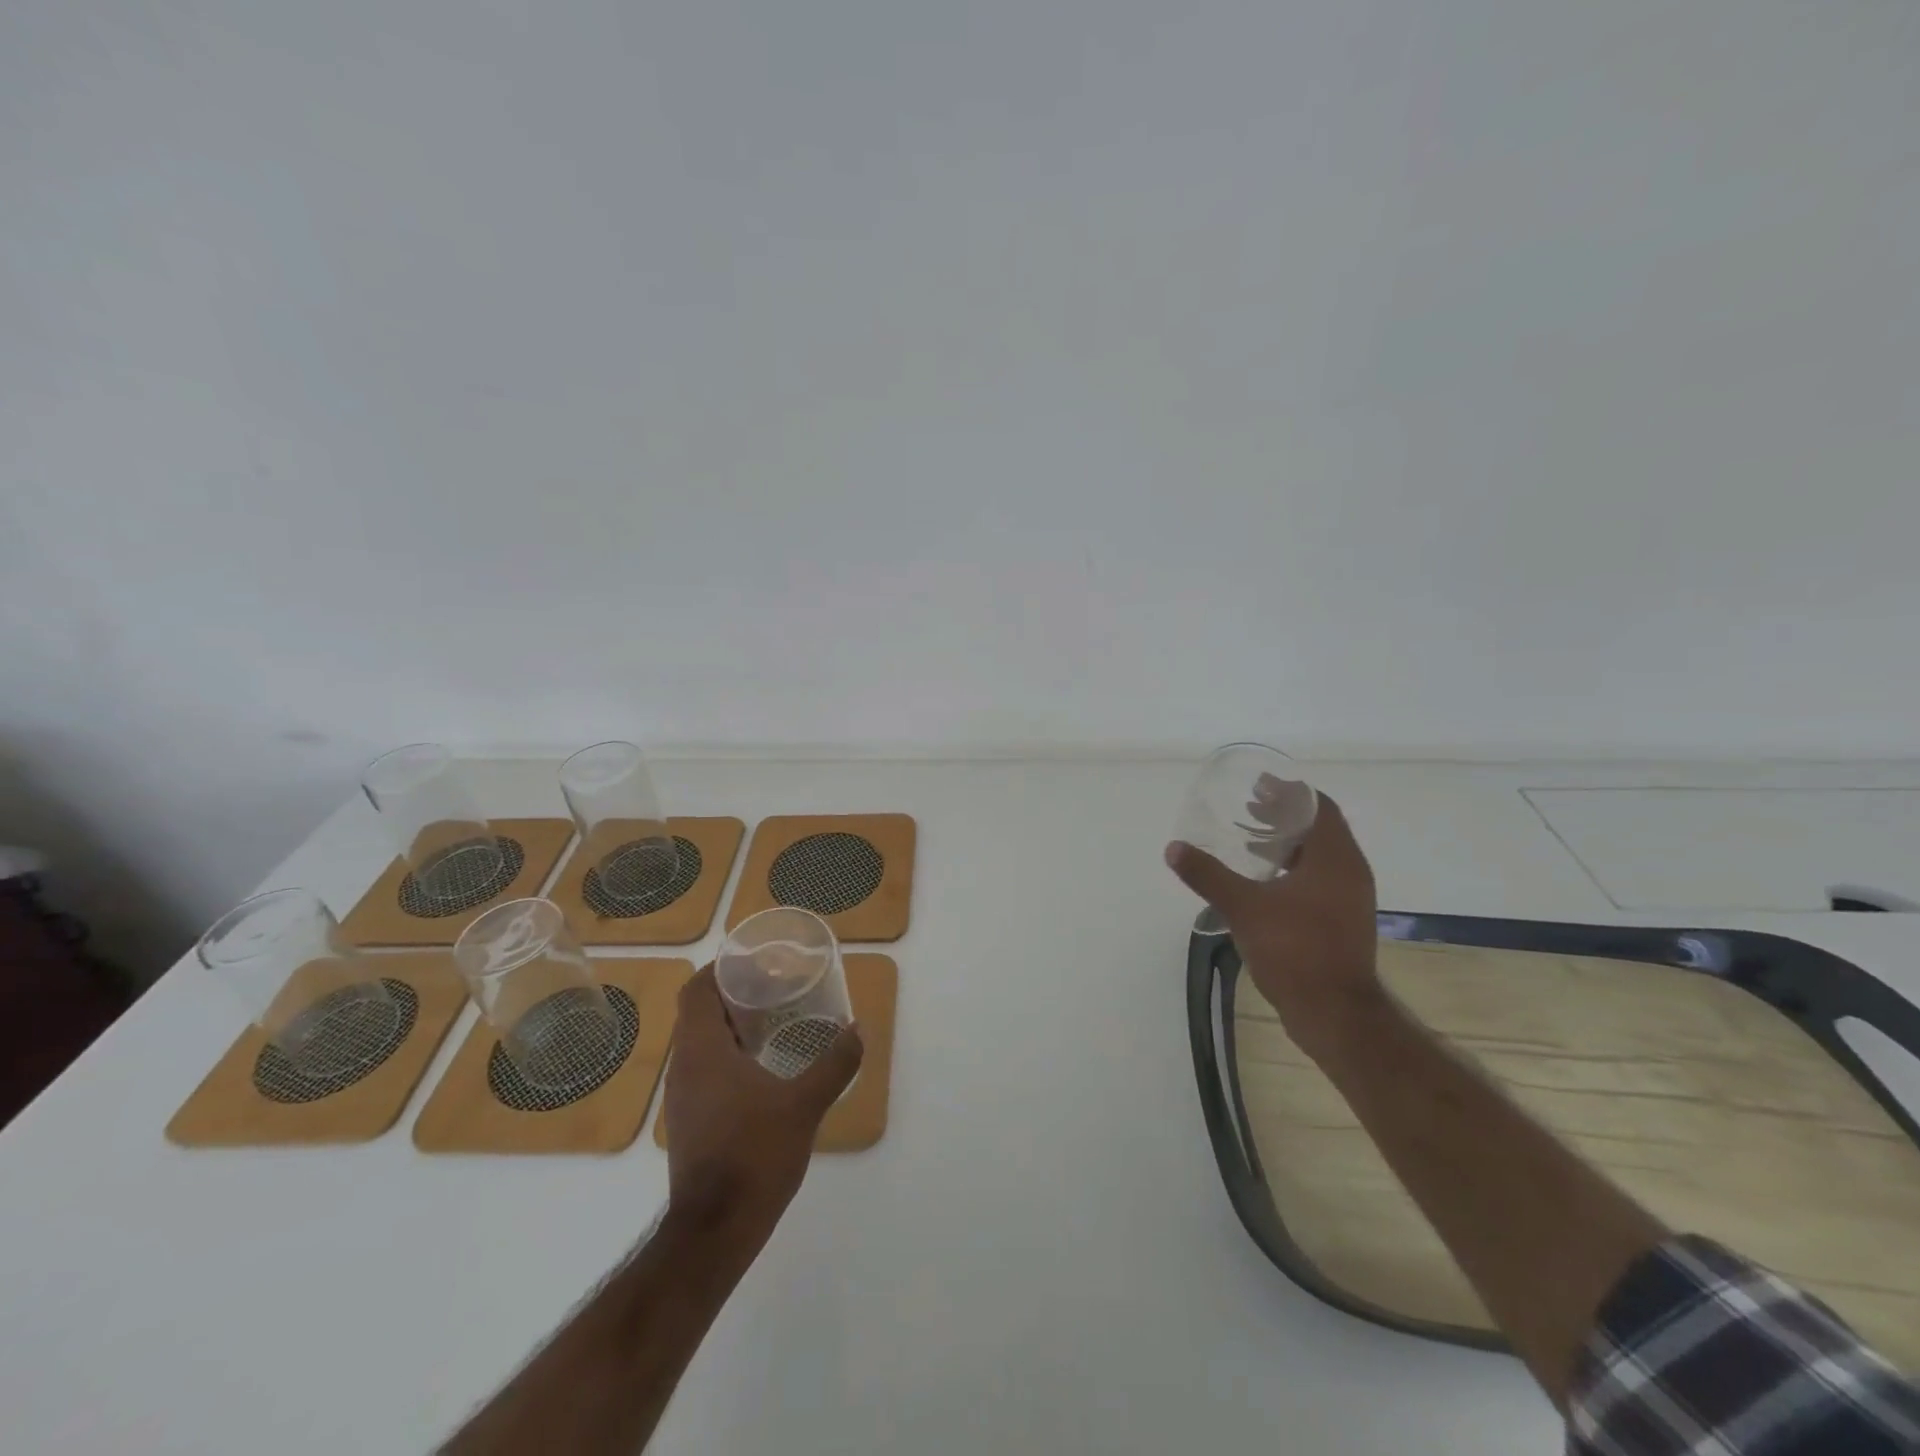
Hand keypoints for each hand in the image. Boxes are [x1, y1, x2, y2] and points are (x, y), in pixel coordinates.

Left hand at [663, 966, 862, 1242]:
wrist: (713, 1233)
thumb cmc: (754, 1156)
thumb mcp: (804, 1106)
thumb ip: (834, 1063)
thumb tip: (857, 1029)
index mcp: (702, 1051)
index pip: (696, 990)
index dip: (720, 968)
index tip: (755, 960)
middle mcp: (684, 1068)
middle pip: (699, 1013)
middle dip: (734, 994)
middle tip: (776, 986)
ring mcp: (683, 1098)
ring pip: (701, 1043)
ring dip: (732, 1026)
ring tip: (775, 1021)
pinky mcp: (690, 1122)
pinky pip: (705, 1070)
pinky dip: (730, 1056)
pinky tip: (764, 1068)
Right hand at [1166, 792, 1383, 1062]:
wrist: (1334, 1013)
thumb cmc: (1294, 950)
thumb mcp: (1244, 907)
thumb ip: (1209, 875)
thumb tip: (1174, 849)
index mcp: (1335, 859)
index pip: (1319, 807)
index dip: (1290, 792)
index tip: (1259, 785)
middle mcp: (1349, 872)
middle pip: (1320, 829)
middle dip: (1284, 816)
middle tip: (1248, 808)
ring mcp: (1349, 899)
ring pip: (1319, 856)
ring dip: (1287, 843)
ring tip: (1250, 840)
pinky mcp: (1342, 921)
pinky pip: (1319, 879)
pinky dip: (1292, 869)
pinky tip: (1263, 881)